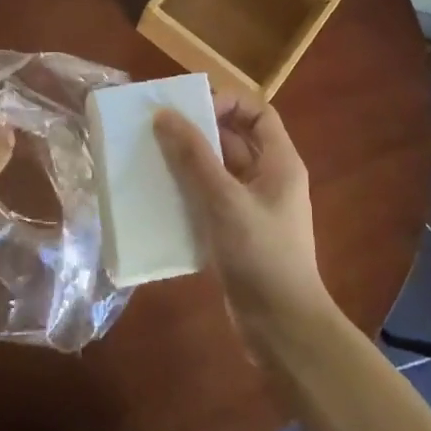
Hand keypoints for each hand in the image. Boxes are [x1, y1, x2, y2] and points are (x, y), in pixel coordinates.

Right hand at [154, 91, 334, 349]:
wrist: (281, 327)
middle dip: (197, 132)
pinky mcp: (236, 234)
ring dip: (187, 165)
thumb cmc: (261, 255)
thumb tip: (165, 115)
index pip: (258, 112)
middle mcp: (268, 179)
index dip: (228, 102)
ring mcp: (252, 208)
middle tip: (157, 131)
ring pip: (217, 172)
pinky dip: (186, 195)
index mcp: (280, 162)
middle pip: (234, 140)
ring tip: (149, 160)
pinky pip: (209, 201)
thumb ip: (195, 157)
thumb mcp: (225, 200)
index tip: (191, 111)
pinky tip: (157, 199)